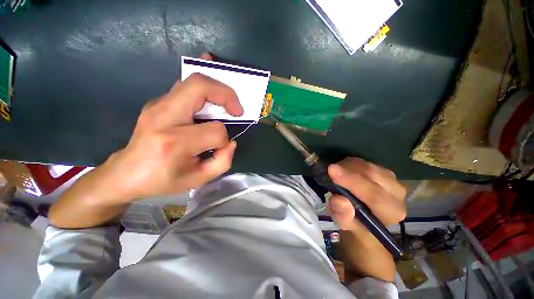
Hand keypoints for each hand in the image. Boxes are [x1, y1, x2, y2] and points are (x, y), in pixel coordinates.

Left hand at [99, 53, 242, 201]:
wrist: (125, 174)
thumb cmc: (162, 180)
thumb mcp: (198, 179)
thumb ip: (223, 161)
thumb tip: (231, 142)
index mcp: (174, 142)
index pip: (214, 130)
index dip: (224, 139)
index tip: (221, 147)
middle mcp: (164, 116)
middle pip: (200, 87)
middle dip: (226, 94)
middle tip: (236, 109)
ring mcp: (158, 105)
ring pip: (193, 81)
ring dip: (217, 89)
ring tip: (227, 103)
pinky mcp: (158, 103)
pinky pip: (185, 86)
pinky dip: (204, 87)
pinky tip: (211, 93)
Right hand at [327, 157, 405, 282]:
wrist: (366, 220)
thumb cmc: (357, 225)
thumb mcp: (347, 226)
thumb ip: (343, 216)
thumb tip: (338, 200)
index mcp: (392, 212)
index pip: (374, 195)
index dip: (352, 181)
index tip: (332, 170)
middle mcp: (398, 194)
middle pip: (373, 175)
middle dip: (348, 170)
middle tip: (330, 169)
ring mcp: (393, 180)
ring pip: (369, 166)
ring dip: (349, 166)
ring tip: (336, 172)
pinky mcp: (385, 172)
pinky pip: (366, 162)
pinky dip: (352, 164)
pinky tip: (344, 169)